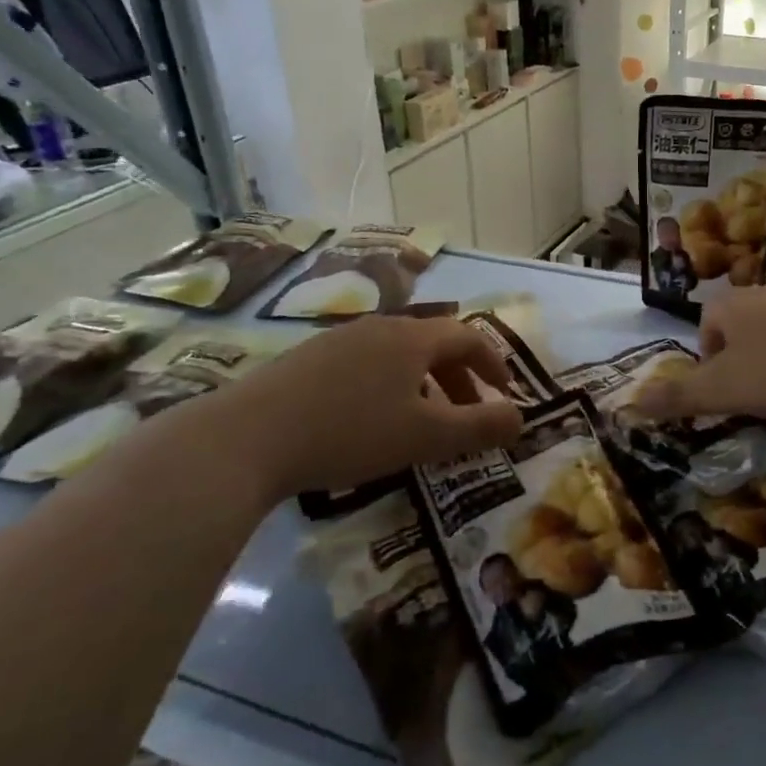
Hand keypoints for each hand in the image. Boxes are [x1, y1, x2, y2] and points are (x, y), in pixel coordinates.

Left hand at [162, 316, 523, 499]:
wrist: (244, 439)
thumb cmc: (350, 433)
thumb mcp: (426, 437)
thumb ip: (480, 427)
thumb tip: (521, 418)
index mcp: (411, 338)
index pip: (468, 336)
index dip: (495, 363)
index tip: (507, 392)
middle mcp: (378, 327)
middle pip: (433, 343)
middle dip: (460, 378)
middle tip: (468, 415)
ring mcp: (337, 340)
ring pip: (398, 355)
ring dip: (423, 384)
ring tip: (421, 423)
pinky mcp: (305, 360)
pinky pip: (365, 365)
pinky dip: (387, 387)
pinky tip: (369, 422)